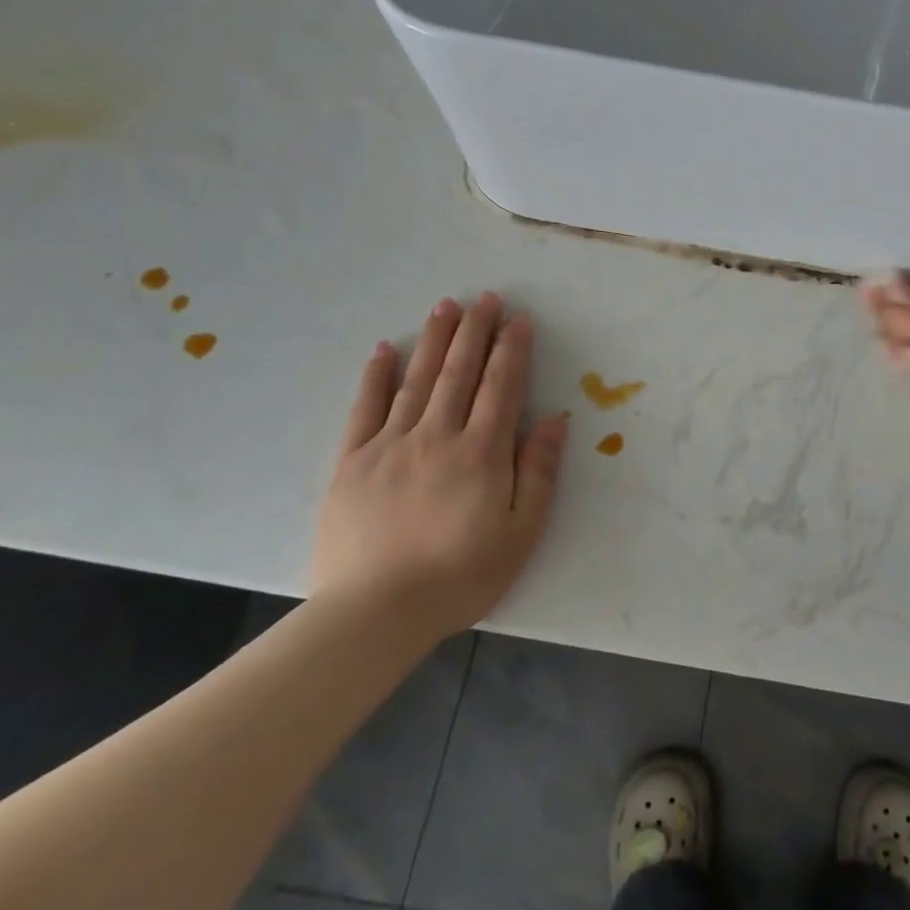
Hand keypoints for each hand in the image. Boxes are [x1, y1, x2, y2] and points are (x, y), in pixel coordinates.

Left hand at [312, 292, 568, 634]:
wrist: (376, 612)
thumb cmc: (462, 575)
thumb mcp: (521, 531)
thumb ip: (539, 471)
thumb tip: (556, 419)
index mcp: (482, 453)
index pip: (501, 387)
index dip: (512, 349)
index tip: (519, 319)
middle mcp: (438, 436)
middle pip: (460, 373)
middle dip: (476, 331)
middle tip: (485, 297)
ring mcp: (391, 445)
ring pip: (418, 380)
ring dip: (435, 340)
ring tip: (446, 306)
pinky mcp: (352, 461)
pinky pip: (365, 408)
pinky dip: (377, 376)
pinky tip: (386, 349)